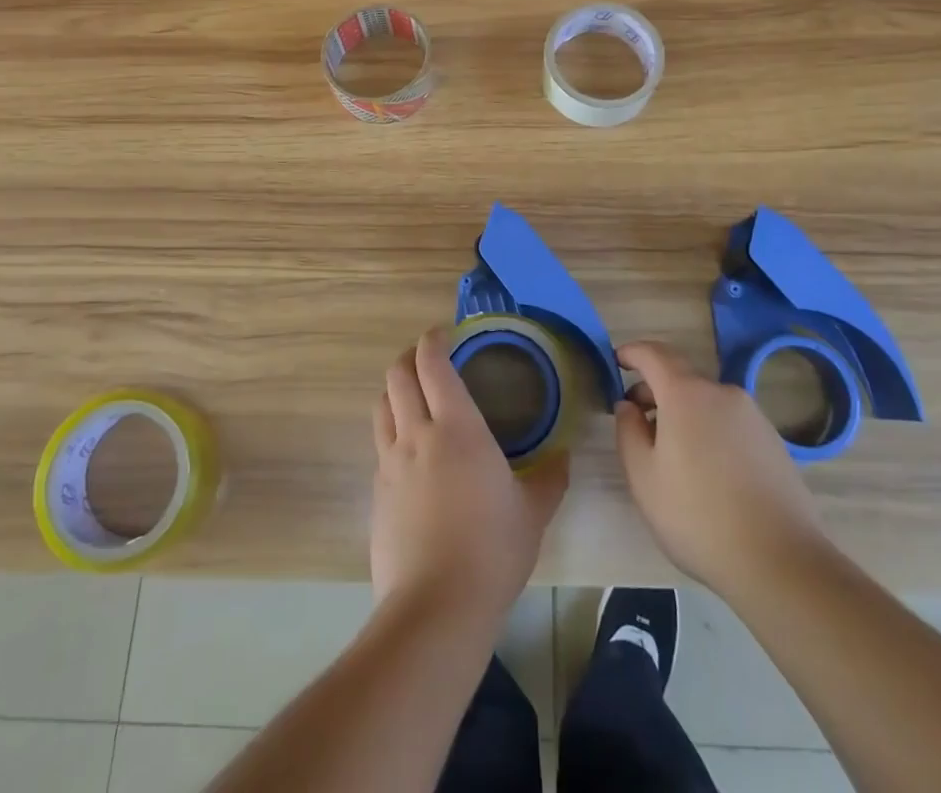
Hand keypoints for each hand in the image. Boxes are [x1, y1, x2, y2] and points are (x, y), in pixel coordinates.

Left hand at [371, 328, 567, 623]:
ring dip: (395, 392)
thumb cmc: (492, 551)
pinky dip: (392, 434)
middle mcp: (416, 434)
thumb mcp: (533, 514)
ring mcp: (390, 463)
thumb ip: (549, 479)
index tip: (445, 334)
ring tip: (414, 399)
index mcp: (456, 427)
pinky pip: (380, 447)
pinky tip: (411, 456)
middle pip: (397, 375)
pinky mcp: (377, 493)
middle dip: (410, 358)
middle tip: (429, 361)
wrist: (435, 607)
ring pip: (381, 406)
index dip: (433, 340)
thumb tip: (563, 458)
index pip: (432, 363)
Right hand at [615, 340, 827, 600]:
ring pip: (707, 402)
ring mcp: (753, 417)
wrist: (781, 562)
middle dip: (655, 389)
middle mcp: (722, 393)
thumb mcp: (643, 477)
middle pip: (681, 377)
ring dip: (683, 413)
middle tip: (637, 418)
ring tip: (672, 452)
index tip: (616, 361)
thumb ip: (628, 431)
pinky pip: (730, 423)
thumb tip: (629, 406)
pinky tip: (708, 471)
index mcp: (686, 394)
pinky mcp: (774, 442)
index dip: (632, 352)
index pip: (653, 354)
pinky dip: (710, 430)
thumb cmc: (698, 516)